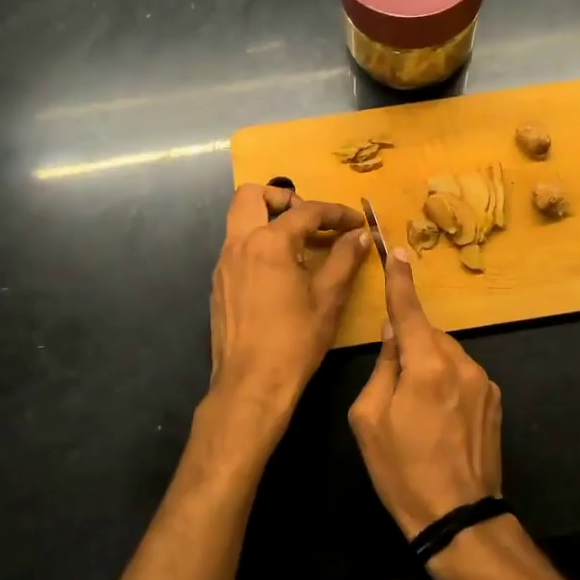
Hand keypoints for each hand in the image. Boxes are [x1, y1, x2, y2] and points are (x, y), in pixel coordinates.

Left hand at [210, 184, 368, 418]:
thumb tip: (360, 235)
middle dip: (283, 197)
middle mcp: (239, 244)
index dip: (336, 213)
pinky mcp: (218, 285)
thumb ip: (345, 259)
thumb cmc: (295, 340)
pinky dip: (258, 245)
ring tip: (299, 246)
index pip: (306, 211)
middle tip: (310, 220)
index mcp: (269, 243)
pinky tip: (281, 273)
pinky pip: (236, 247)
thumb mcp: (329, 298)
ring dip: (269, 220)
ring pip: (239, 220)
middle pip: (252, 195)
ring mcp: (223, 264)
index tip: (357, 223)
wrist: (251, 384)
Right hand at [348, 245, 502, 538]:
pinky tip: (440, 421)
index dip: (401, 281)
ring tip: (418, 413)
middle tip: (394, 388)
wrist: (457, 516)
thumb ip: (382, 367)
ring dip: (430, 368)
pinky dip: (447, 384)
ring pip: (447, 356)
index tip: (398, 251)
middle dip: (410, 347)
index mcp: (427, 365)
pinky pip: (463, 376)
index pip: (411, 311)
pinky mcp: (495, 401)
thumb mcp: (369, 419)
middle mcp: (462, 364)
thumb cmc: (402, 470)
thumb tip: (394, 334)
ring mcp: (484, 382)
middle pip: (429, 336)